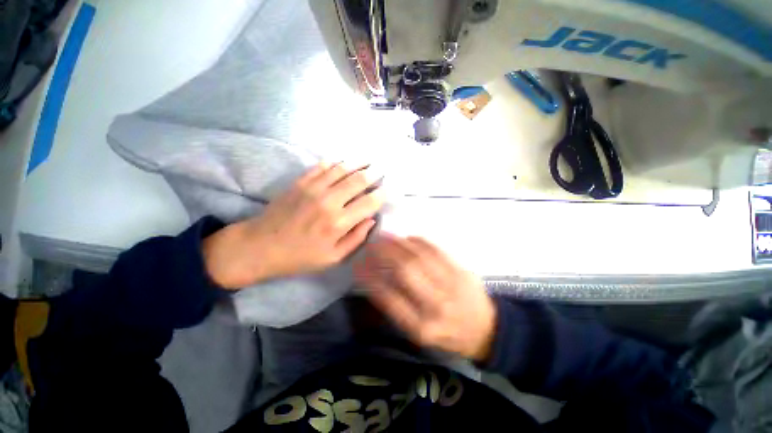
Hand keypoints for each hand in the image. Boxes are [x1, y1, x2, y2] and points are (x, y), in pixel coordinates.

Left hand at [203, 162, 382, 288]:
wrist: (260, 246)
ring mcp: (313, 188)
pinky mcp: (300, 182)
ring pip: (342, 169)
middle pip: (358, 180)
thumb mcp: (332, 258)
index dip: (382, 194)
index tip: (389, 188)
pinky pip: (322, 166)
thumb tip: (371, 220)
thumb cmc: (299, 256)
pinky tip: (344, 160)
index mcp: (339, 222)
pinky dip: (336, 162)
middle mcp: (329, 201)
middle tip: (383, 168)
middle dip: (374, 173)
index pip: (369, 202)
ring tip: (368, 159)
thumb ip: (355, 238)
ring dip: (358, 163)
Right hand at [354, 235, 496, 361]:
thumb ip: (398, 310)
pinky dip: (419, 242)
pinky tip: (407, 238)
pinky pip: (437, 251)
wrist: (487, 331)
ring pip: (420, 256)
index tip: (359, 265)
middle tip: (372, 244)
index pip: (389, 298)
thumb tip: (377, 283)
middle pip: (406, 270)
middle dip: (384, 253)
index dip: (371, 279)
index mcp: (422, 327)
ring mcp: (452, 285)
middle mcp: (437, 305)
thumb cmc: (449, 336)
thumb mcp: (420, 334)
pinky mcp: (462, 271)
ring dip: (399, 243)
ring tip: (385, 236)